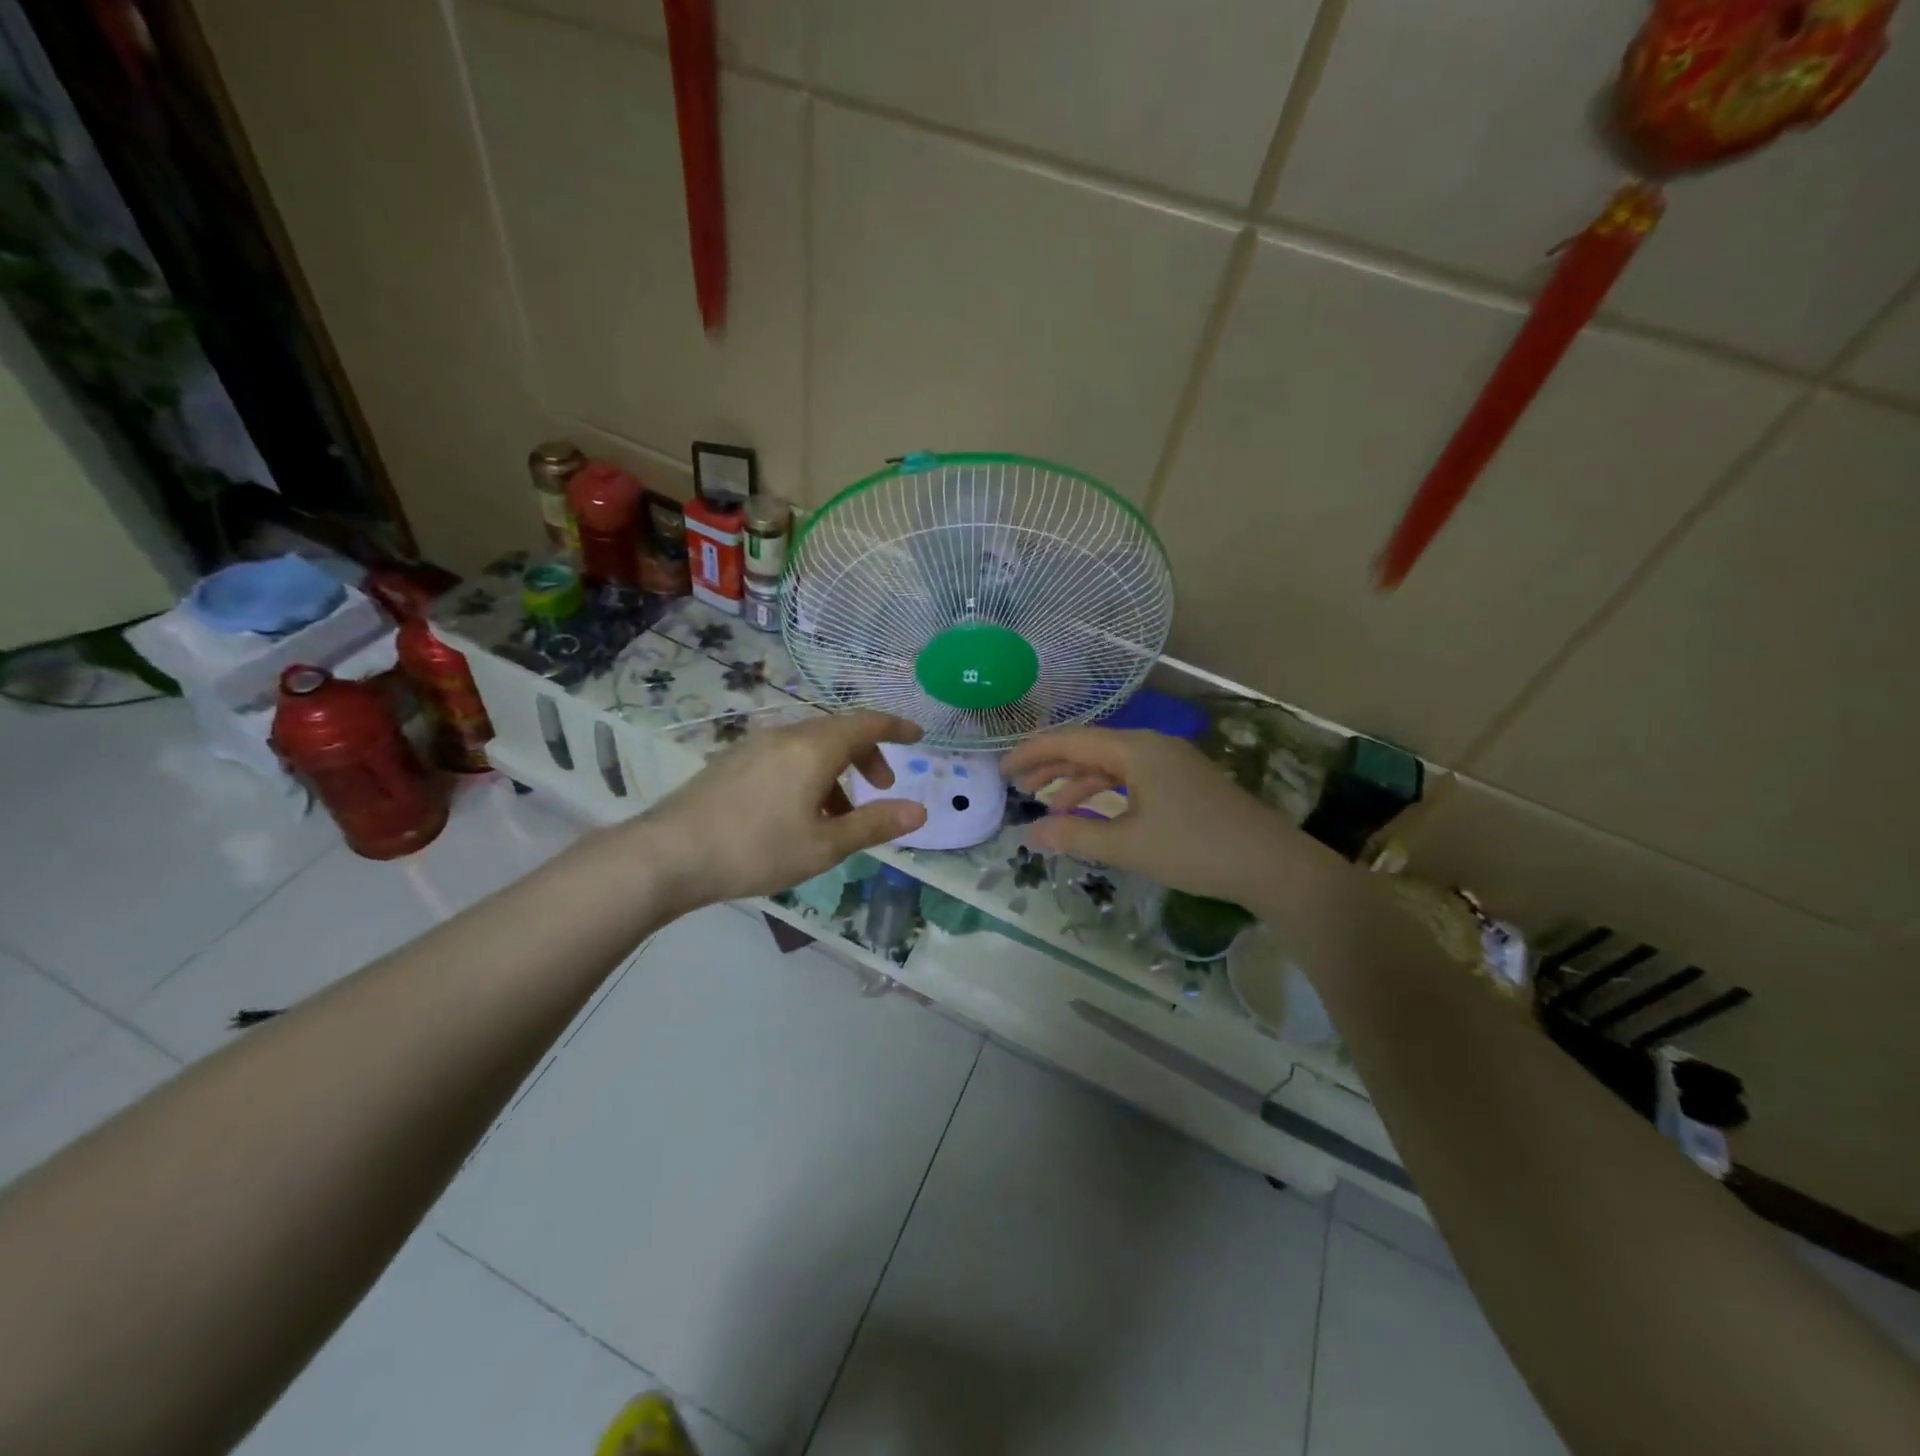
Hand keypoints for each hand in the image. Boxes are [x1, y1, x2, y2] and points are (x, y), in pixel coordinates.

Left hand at [637, 711, 928, 910]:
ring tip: (837, 814)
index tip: (918, 737)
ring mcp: (754, 745)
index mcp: (814, 748)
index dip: (896, 728)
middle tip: (880, 787)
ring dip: (836, 769)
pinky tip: (797, 812)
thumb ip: (874, 824)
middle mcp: (786, 736)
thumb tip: (920, 811)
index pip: (867, 723)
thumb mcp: (824, 845)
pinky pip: (785, 755)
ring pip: (810, 746)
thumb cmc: (756, 849)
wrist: (668, 854)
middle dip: (867, 755)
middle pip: (839, 732)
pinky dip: (808, 773)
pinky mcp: (732, 761)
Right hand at [1002, 728, 1302, 905]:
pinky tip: (1092, 813)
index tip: (1002, 770)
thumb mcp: (1127, 845)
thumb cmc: (1194, 848)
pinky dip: (1105, 792)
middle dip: (1051, 765)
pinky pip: (1131, 777)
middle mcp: (1151, 746)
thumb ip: (1074, 836)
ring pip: (1111, 763)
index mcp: (1135, 749)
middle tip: (1018, 786)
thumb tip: (1030, 834)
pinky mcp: (1183, 781)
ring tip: (1048, 804)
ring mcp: (1170, 762)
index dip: (1032, 753)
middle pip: (1089, 747)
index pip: (1070, 740)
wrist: (1270, 863)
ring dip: (1077, 781)